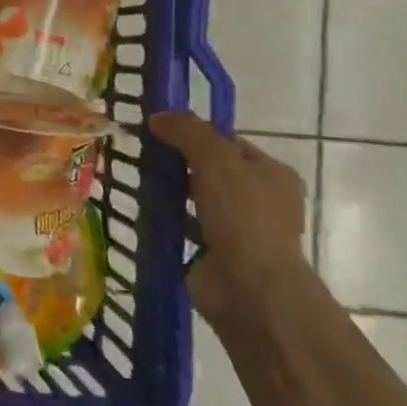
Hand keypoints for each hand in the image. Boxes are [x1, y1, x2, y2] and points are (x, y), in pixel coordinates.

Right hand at [149, 110, 307, 322]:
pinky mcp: (215, 254)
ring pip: (196, 199)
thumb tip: (158, 116)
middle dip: (178, 162)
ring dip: (170, 191)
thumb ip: (188, 131)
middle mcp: (260, 200)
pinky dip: (166, 220)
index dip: (195, 133)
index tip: (158, 128)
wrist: (250, 289)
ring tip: (134, 178)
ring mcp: (238, 230)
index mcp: (272, 174)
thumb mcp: (216, 159)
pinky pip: (184, 227)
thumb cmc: (243, 216)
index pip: (229, 142)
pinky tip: (140, 210)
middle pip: (211, 170)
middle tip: (141, 152)